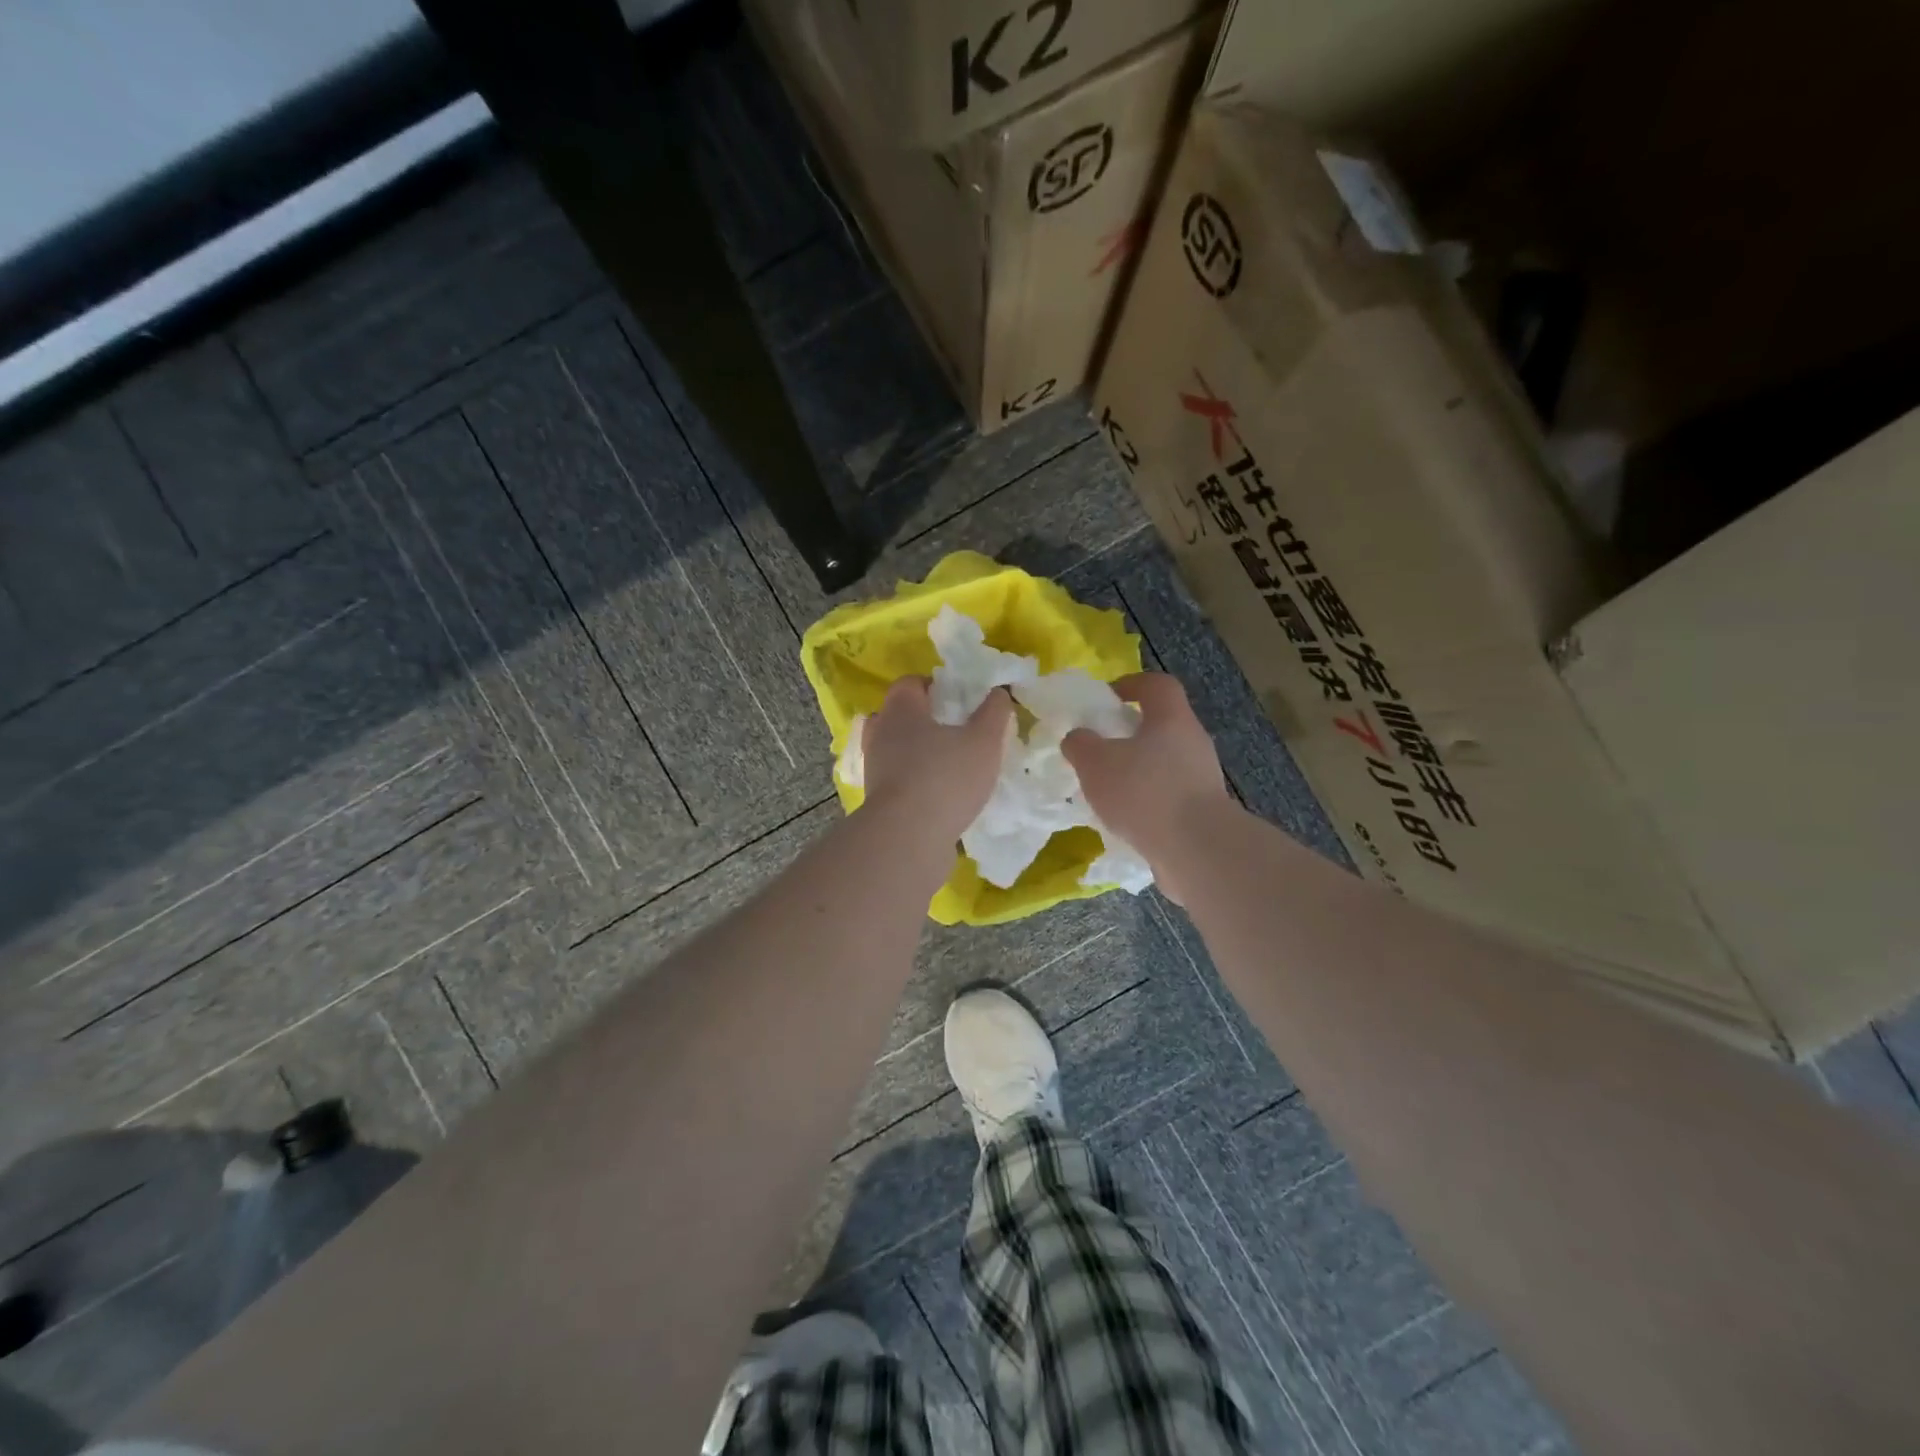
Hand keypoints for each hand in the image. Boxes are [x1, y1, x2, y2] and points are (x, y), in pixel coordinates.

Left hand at [861, 678, 1013, 844]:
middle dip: (926, 720)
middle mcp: (880, 733)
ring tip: (951, 765)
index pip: (910, 683)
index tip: (961, 700)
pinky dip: (915, 781)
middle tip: (957, 731)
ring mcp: (874, 768)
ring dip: (919, 753)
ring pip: (896, 749)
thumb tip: (998, 692)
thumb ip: (994, 712)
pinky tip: (942, 794)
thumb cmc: (945, 778)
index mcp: (901, 710)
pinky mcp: (877, 799)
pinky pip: (898, 779)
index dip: (936, 686)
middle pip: (899, 715)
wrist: (907, 838)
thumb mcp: (984, 741)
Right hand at [1063, 673, 1234, 900]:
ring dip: (1137, 771)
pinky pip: (1169, 796)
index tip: (1107, 698)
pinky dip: (1147, 802)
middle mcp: (1193, 742)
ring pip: (1164, 763)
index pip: (1157, 685)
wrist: (1197, 849)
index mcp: (1172, 719)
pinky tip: (1125, 821)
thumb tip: (1078, 738)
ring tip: (1107, 791)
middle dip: (1129, 734)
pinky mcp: (1202, 811)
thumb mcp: (1095, 762)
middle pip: (1161, 725)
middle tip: (1099, 750)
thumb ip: (1080, 744)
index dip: (1132, 684)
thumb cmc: (1144, 792)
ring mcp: (1202, 778)